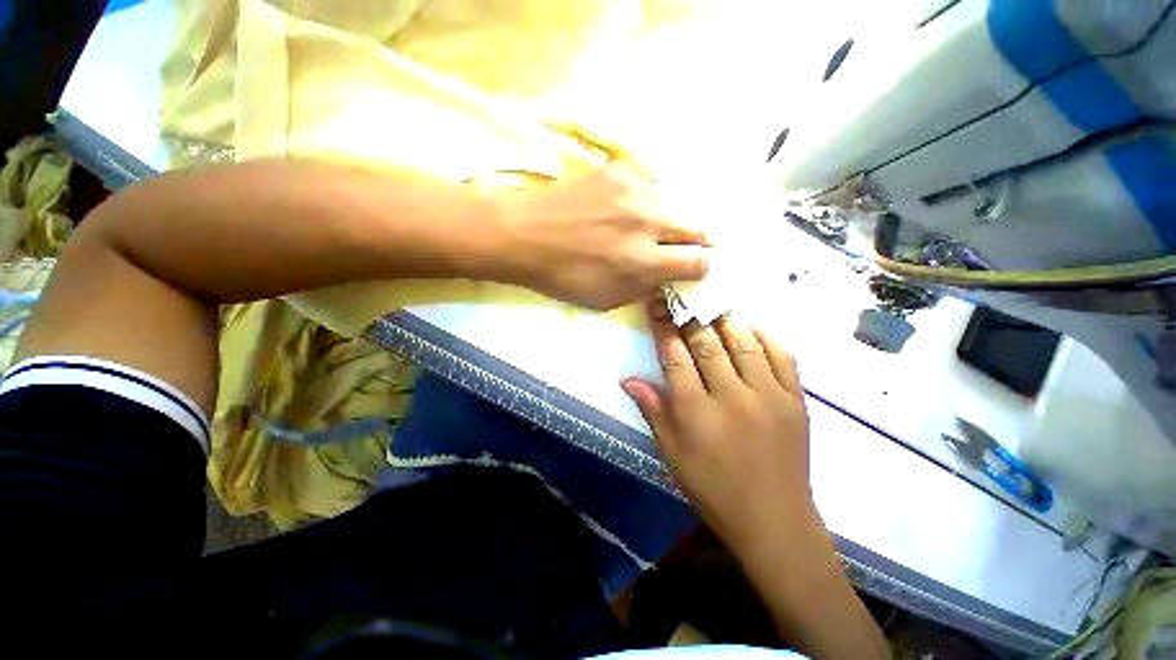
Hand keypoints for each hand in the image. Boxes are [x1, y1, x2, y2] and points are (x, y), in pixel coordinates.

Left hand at [490, 165, 709, 309]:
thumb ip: (644, 289)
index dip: (699, 268)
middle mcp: (647, 222)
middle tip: (681, 246)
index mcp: (642, 262)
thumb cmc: (562, 276)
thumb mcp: (606, 299)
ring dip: (666, 219)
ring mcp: (634, 190)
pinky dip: (645, 198)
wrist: (523, 234)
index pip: (698, 263)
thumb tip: (667, 275)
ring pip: (672, 205)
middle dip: (695, 242)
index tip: (692, 268)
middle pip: (697, 229)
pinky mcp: (618, 168)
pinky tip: (627, 206)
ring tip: (644, 225)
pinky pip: (649, 183)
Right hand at [621, 300, 813, 552]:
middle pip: (707, 344)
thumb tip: (627, 379)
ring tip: (713, 308)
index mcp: (697, 412)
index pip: (675, 357)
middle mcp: (732, 397)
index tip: (657, 309)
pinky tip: (751, 328)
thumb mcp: (672, 454)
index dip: (664, 329)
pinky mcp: (796, 401)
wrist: (775, 520)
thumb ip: (653, 411)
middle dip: (690, 318)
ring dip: (725, 321)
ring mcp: (769, 396)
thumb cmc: (713, 488)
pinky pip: (782, 356)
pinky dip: (765, 336)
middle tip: (682, 300)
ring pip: (744, 343)